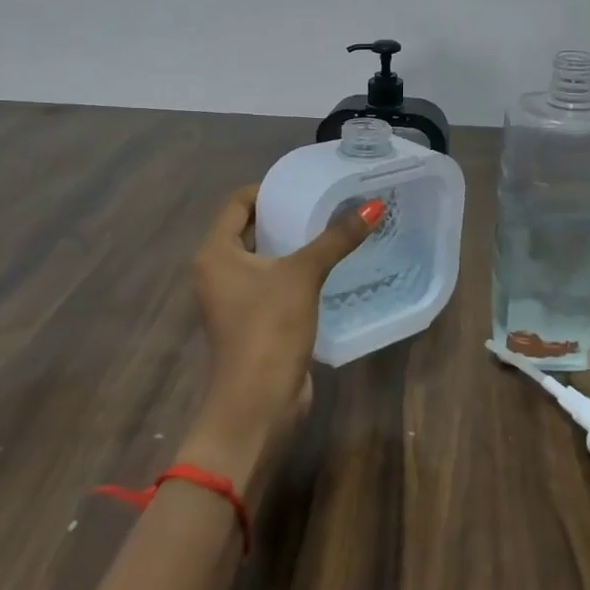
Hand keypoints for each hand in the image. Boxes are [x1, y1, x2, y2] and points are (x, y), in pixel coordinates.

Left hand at [180, 185, 381, 494]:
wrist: (257, 404)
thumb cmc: (269, 328)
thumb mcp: (303, 275)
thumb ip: (337, 238)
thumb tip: (373, 205)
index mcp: (216, 253)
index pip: (238, 203)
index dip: (269, 189)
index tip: (306, 184)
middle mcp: (218, 272)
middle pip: (251, 229)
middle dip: (286, 215)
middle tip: (325, 202)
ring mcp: (234, 299)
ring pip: (264, 258)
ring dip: (293, 244)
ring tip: (332, 229)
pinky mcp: (252, 321)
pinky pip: (273, 283)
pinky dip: (295, 271)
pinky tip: (328, 267)